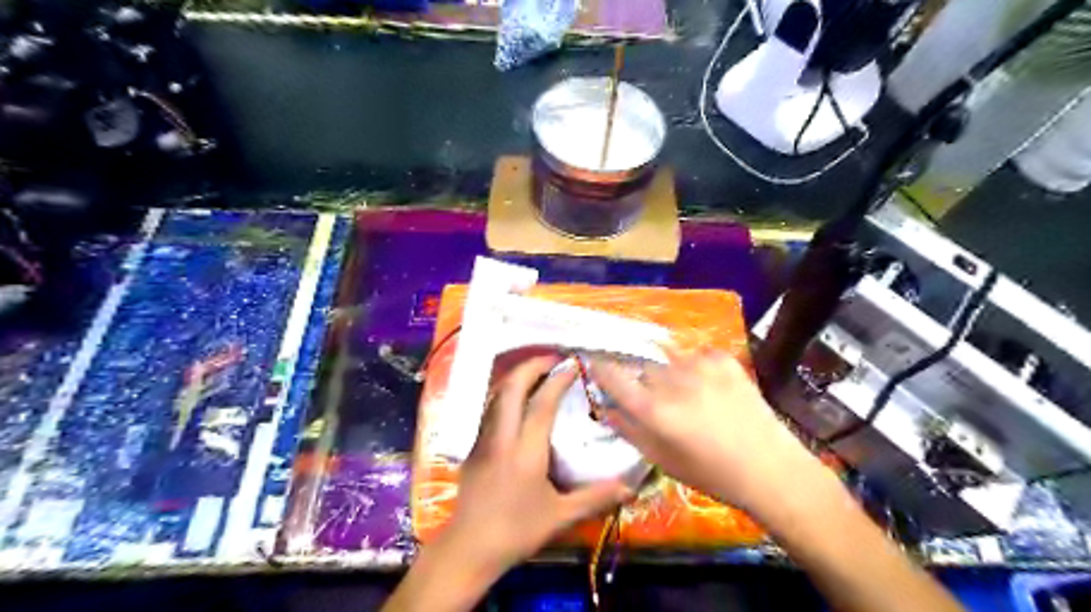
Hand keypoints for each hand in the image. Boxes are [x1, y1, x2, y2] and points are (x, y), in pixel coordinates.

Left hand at [440, 353, 631, 579]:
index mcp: (526, 452)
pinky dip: (505, 394)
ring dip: (516, 377)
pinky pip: (489, 409)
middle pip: (512, 388)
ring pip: (496, 395)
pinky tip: (517, 399)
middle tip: (553, 359)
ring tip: (537, 371)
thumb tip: (630, 486)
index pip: (541, 404)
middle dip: (531, 366)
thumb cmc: (517, 532)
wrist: (469, 548)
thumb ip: (596, 497)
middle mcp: (502, 438)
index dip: (557, 380)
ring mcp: (483, 440)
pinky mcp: (473, 447)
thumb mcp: (560, 516)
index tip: (571, 365)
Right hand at [593, 349, 822, 515]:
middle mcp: (673, 381)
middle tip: (654, 395)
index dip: (600, 367)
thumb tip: (605, 408)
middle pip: (641, 367)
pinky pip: (696, 356)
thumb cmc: (710, 472)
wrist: (769, 467)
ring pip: (668, 360)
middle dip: (640, 377)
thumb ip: (629, 430)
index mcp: (654, 410)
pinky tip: (708, 387)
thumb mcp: (662, 459)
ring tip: (687, 394)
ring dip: (669, 373)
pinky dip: (695, 368)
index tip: (594, 361)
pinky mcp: (724, 360)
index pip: (613, 376)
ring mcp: (700, 366)